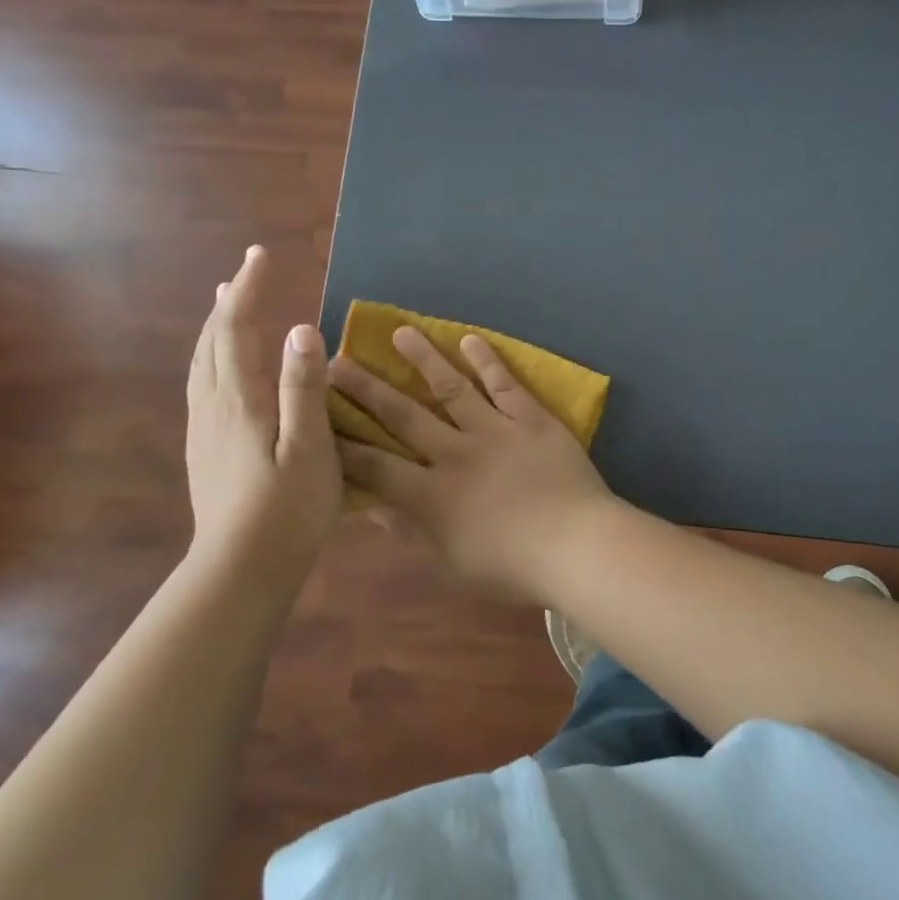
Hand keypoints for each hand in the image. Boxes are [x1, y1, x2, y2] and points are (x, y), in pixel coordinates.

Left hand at [185, 246, 340, 565]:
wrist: (239, 569)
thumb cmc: (287, 510)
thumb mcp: (310, 448)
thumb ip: (304, 389)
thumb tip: (302, 329)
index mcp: (240, 400)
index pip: (237, 329)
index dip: (248, 289)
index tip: (259, 254)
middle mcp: (213, 406)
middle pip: (212, 341)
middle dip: (229, 302)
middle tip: (244, 273)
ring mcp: (202, 429)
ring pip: (201, 364)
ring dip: (215, 329)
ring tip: (225, 308)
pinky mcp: (202, 450)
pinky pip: (201, 385)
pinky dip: (211, 358)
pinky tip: (221, 370)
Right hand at [329, 328, 615, 601]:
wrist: (578, 546)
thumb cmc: (512, 567)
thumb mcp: (451, 564)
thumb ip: (410, 533)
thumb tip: (373, 507)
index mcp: (432, 494)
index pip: (376, 465)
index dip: (344, 444)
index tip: (320, 420)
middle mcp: (455, 453)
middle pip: (403, 416)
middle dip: (366, 389)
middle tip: (338, 362)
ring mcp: (495, 430)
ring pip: (451, 388)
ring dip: (423, 359)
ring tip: (400, 332)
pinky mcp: (531, 419)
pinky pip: (504, 384)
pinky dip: (487, 360)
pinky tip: (469, 338)